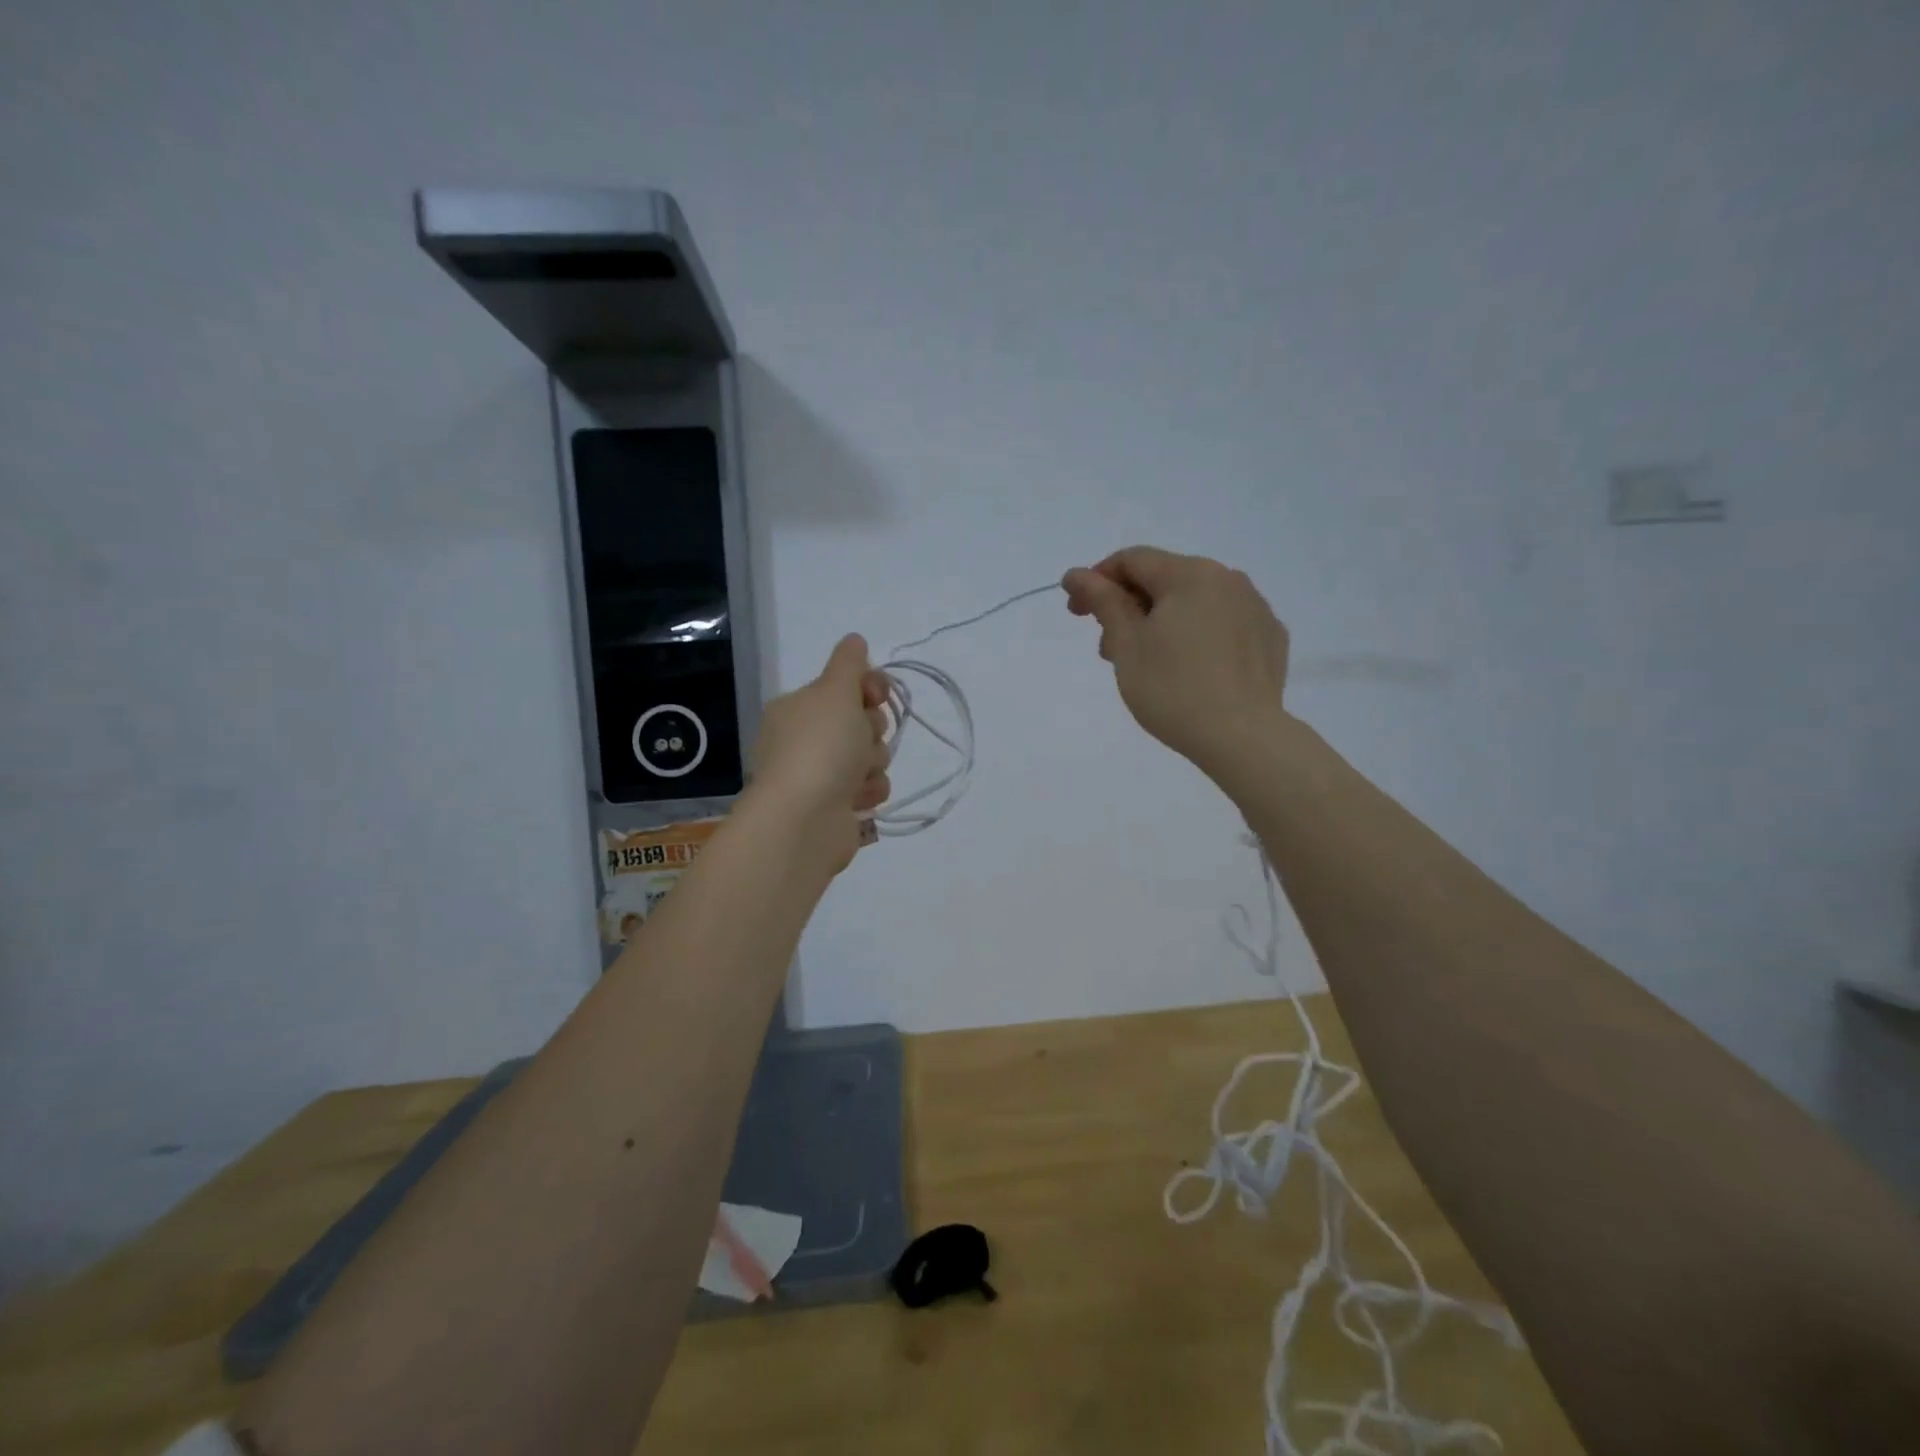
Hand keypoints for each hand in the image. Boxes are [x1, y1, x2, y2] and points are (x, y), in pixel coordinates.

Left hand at [749, 635, 891, 869]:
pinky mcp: (835, 807)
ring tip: (857, 776)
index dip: (868, 688)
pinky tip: (857, 799)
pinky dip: (869, 792)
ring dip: (873, 763)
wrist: (804, 820)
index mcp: (798, 708)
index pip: (844, 686)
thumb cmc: (820, 747)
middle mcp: (805, 739)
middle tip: (862, 739)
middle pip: (861, 721)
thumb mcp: (836, 691)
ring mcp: (819, 775)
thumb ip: (849, 663)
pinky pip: (869, 788)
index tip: (876, 695)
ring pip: (870, 756)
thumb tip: (854, 639)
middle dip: (872, 730)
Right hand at [1063, 547, 1290, 773]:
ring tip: (1146, 664)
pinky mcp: (1270, 638)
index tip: (1076, 613)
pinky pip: (1223, 624)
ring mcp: (1255, 608)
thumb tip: (1077, 574)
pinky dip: (1197, 636)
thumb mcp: (1127, 644)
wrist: (1242, 738)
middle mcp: (1228, 579)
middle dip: (1128, 607)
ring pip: (1194, 603)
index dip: (1096, 580)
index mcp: (1190, 574)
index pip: (1132, 560)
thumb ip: (1103, 601)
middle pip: (1164, 580)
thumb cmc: (1172, 689)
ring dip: (1161, 622)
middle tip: (1108, 649)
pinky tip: (1190, 669)